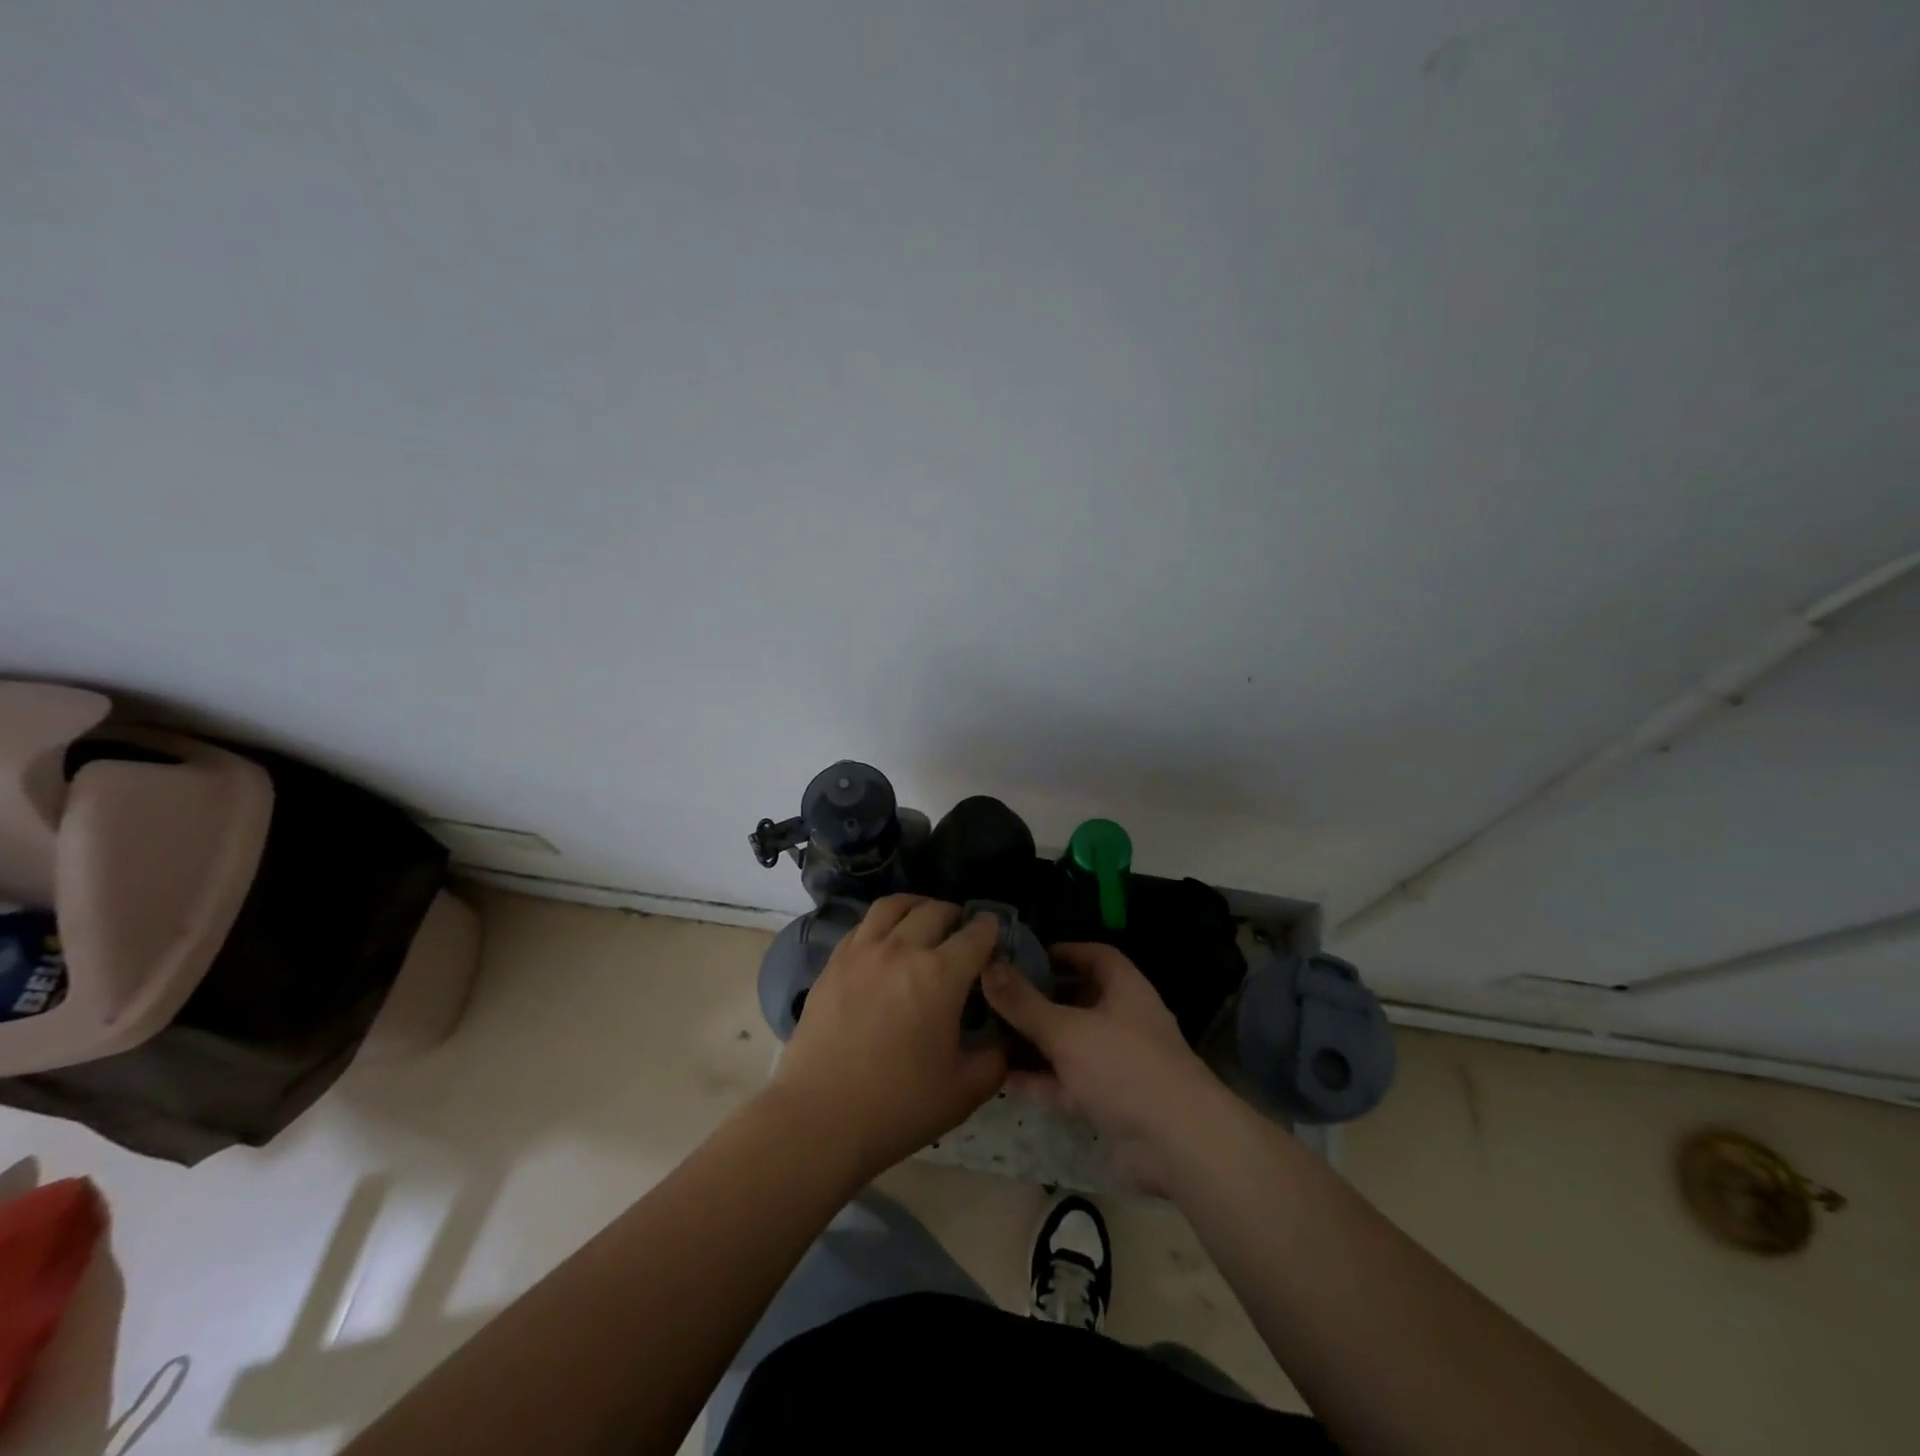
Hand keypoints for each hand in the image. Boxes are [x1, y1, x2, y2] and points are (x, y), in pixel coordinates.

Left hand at [769, 895, 1008, 1181]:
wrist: (818, 1118)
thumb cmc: (897, 1107)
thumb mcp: (963, 1092)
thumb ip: (995, 1060)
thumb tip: (1004, 1040)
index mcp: (940, 975)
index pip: (975, 935)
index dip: (990, 930)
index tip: (994, 934)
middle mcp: (902, 950)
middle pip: (935, 911)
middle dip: (956, 916)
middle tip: (962, 931)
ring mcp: (862, 952)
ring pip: (893, 906)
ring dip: (917, 906)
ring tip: (923, 919)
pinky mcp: (833, 963)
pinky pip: (863, 925)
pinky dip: (883, 923)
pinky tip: (885, 942)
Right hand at [981, 942, 1224, 1192]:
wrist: (1178, 1145)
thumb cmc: (1124, 1067)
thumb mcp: (1066, 1029)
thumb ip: (1024, 1003)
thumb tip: (989, 967)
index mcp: (1124, 988)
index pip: (1093, 956)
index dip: (1060, 952)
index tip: (1022, 955)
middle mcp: (1122, 1020)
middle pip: (1076, 1000)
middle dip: (1038, 998)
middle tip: (995, 996)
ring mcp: (1116, 1063)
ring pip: (1068, 1043)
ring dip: (1034, 1040)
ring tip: (989, 1033)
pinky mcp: (1109, 1101)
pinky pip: (1067, 1081)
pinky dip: (1039, 1078)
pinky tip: (1002, 1076)